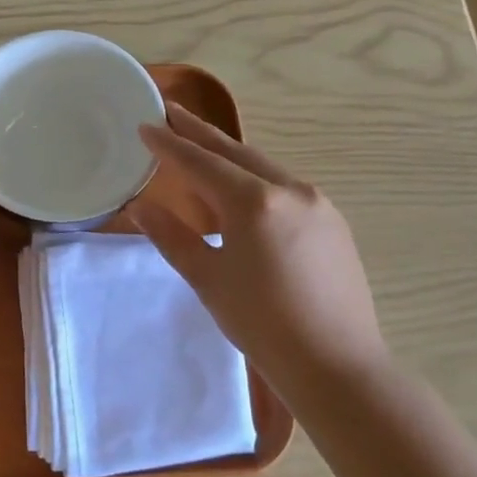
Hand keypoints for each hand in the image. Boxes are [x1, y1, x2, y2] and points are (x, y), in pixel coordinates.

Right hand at [130, 105, 388, 386]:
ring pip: (263, 167)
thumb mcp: (207, 279)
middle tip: (172, 112)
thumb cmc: (261, 324)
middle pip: (235, 151)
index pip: (200, 162)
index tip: (145, 124)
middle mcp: (290, 190)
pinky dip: (255, 179)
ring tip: (201, 147)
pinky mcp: (333, 221)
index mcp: (254, 202)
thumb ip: (171, 236)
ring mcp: (317, 203)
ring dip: (229, 155)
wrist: (336, 364)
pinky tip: (243, 191)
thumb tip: (140, 205)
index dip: (169, 144)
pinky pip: (284, 187)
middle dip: (200, 132)